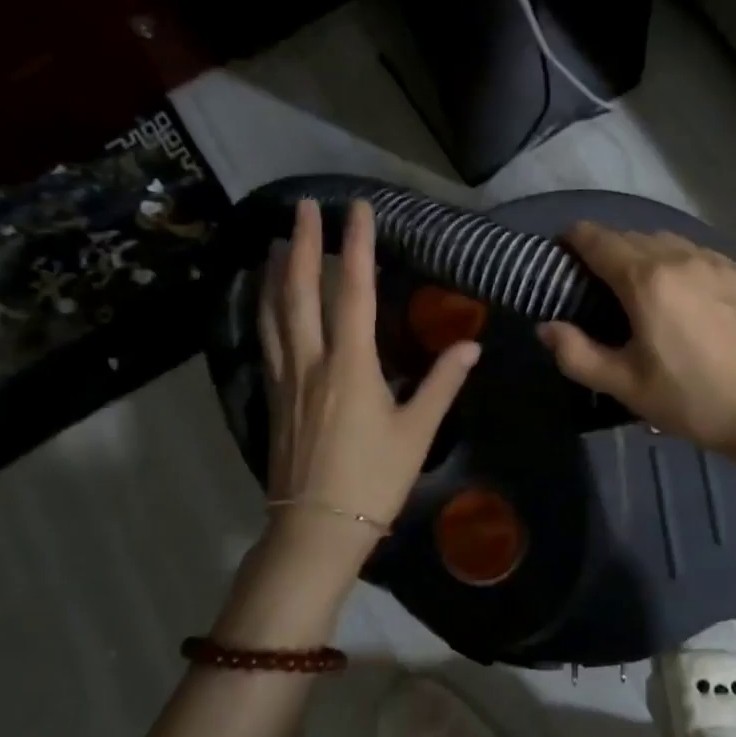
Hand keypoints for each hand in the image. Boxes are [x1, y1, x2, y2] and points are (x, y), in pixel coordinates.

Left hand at [259, 199, 478, 556]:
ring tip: (277, 240)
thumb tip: (471, 345)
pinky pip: (266, 339)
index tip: (357, 209)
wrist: (315, 529)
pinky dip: (263, 308)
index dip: (356, 246)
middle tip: (303, 207)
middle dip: (303, 244)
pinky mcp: (274, 396)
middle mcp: (311, 361)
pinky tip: (264, 300)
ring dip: (275, 271)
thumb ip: (442, 383)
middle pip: (301, 291)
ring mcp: (287, 378)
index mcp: (350, 365)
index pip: (353, 291)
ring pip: (274, 312)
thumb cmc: (373, 479)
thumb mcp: (417, 432)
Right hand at [536, 224, 735, 486]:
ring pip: (672, 242)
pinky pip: (704, 257)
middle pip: (634, 236)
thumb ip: (576, 353)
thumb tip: (546, 326)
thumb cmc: (691, 400)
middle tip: (601, 279)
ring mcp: (720, 262)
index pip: (598, 239)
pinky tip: (690, 295)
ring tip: (646, 284)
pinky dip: (685, 265)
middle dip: (610, 249)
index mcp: (646, 279)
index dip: (575, 238)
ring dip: (649, 254)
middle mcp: (682, 257)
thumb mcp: (625, 385)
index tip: (563, 249)